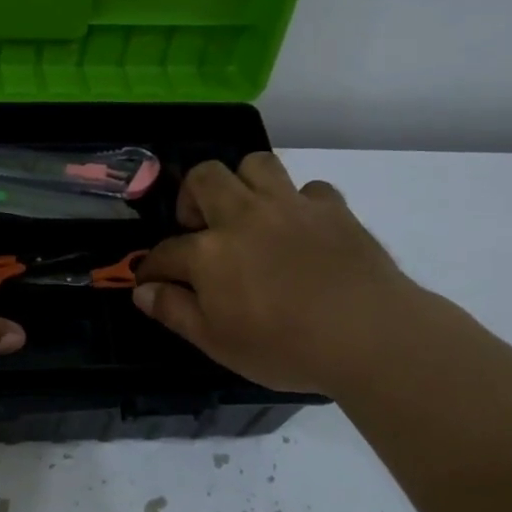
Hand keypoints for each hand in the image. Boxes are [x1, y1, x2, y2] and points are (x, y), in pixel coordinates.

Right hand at [132, 154, 422, 395]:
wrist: (370, 335)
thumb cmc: (285, 347)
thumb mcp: (217, 343)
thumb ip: (175, 312)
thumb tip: (142, 292)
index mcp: (209, 252)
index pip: (165, 252)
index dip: (152, 267)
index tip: (149, 280)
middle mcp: (243, 216)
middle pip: (204, 179)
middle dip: (191, 197)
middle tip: (199, 228)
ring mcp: (290, 206)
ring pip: (255, 164)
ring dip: (243, 183)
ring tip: (248, 213)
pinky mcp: (332, 209)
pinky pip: (309, 189)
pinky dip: (299, 203)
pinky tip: (301, 228)